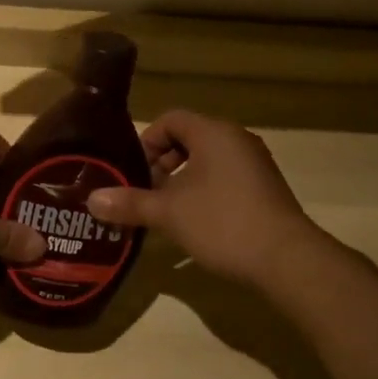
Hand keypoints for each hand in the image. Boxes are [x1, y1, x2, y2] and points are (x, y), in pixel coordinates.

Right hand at [87, 111, 320, 287]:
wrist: (286, 259)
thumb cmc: (222, 222)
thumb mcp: (169, 213)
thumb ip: (130, 203)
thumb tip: (91, 200)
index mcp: (213, 133)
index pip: (171, 120)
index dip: (147, 141)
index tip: (134, 172)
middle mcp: (236, 139)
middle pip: (189, 138)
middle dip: (163, 163)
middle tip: (147, 192)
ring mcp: (255, 163)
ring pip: (208, 160)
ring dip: (183, 179)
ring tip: (167, 210)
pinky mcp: (265, 188)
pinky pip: (226, 176)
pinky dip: (205, 190)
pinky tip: (197, 222)